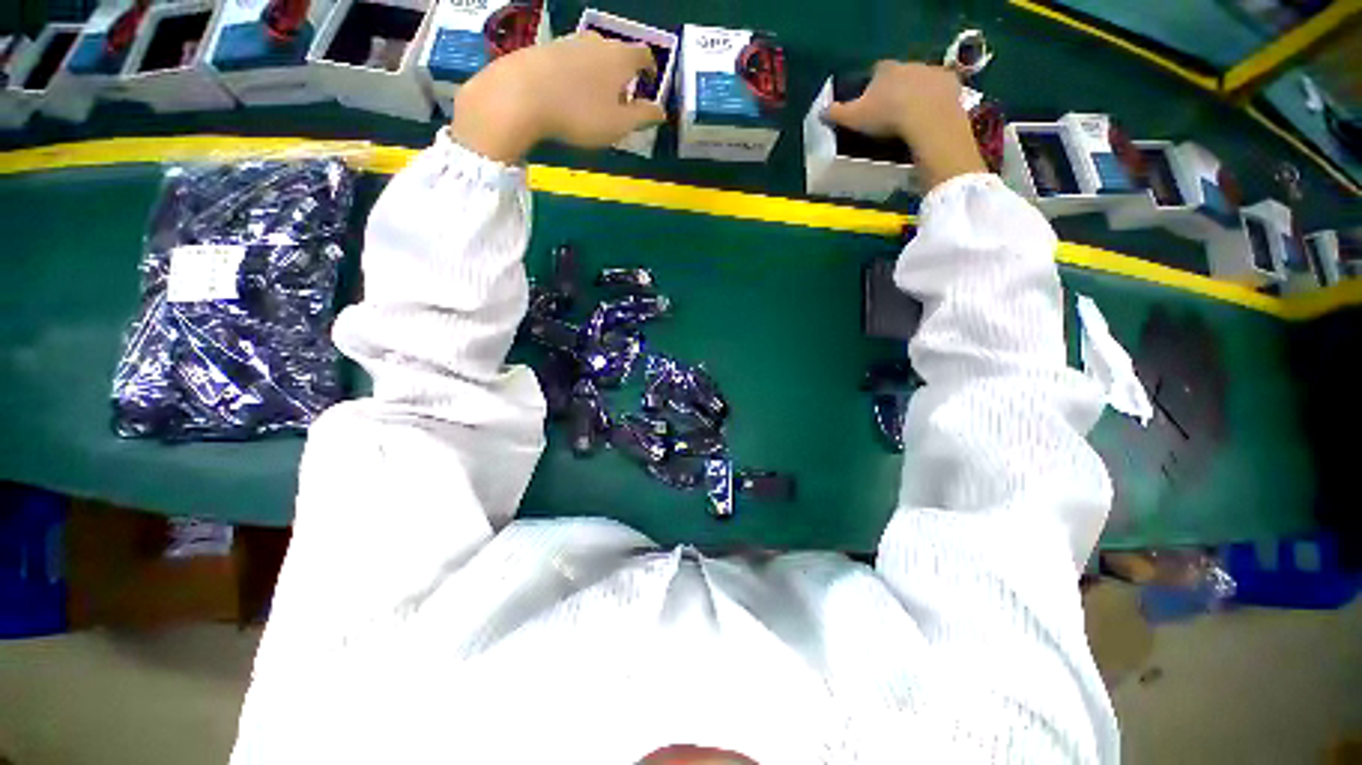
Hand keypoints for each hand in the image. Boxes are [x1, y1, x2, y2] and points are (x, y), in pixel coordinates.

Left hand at [451, 32, 666, 161]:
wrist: (521, 95)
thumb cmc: (580, 114)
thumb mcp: (618, 125)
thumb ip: (643, 117)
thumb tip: (662, 112)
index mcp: (620, 58)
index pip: (644, 54)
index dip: (650, 69)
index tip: (649, 84)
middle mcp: (597, 42)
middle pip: (617, 54)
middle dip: (623, 75)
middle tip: (621, 101)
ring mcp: (569, 42)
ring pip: (593, 56)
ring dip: (599, 75)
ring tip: (594, 101)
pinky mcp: (545, 48)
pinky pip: (571, 61)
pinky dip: (577, 76)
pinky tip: (569, 96)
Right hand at [826, 61, 985, 189]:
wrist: (928, 119)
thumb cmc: (887, 116)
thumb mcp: (853, 118)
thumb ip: (836, 114)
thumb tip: (820, 112)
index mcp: (885, 70)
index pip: (875, 72)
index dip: (872, 87)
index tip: (870, 104)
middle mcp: (909, 64)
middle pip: (899, 75)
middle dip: (895, 90)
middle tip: (890, 115)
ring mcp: (932, 72)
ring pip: (921, 82)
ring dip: (916, 96)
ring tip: (909, 121)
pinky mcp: (951, 83)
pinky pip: (941, 92)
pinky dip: (935, 103)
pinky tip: (929, 121)